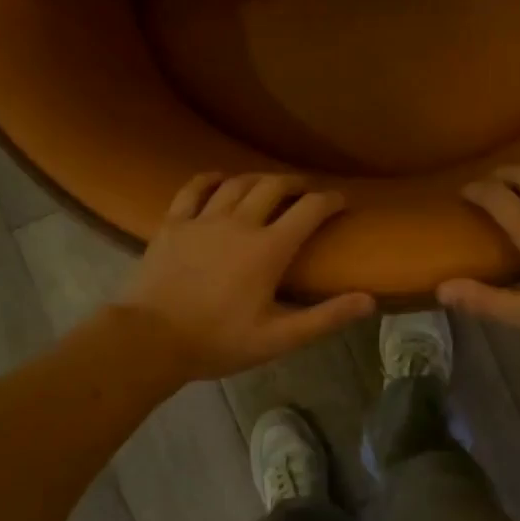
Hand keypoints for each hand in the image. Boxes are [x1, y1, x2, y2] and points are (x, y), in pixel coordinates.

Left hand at [115, 173, 374, 380]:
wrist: (150, 340)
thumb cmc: (218, 341)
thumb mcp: (278, 338)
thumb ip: (325, 317)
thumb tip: (369, 300)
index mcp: (268, 249)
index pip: (309, 210)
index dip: (331, 200)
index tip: (343, 200)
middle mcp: (239, 223)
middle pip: (274, 186)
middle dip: (297, 183)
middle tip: (307, 190)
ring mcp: (203, 219)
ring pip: (237, 183)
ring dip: (259, 179)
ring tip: (270, 185)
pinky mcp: (173, 224)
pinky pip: (193, 188)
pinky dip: (210, 179)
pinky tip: (219, 179)